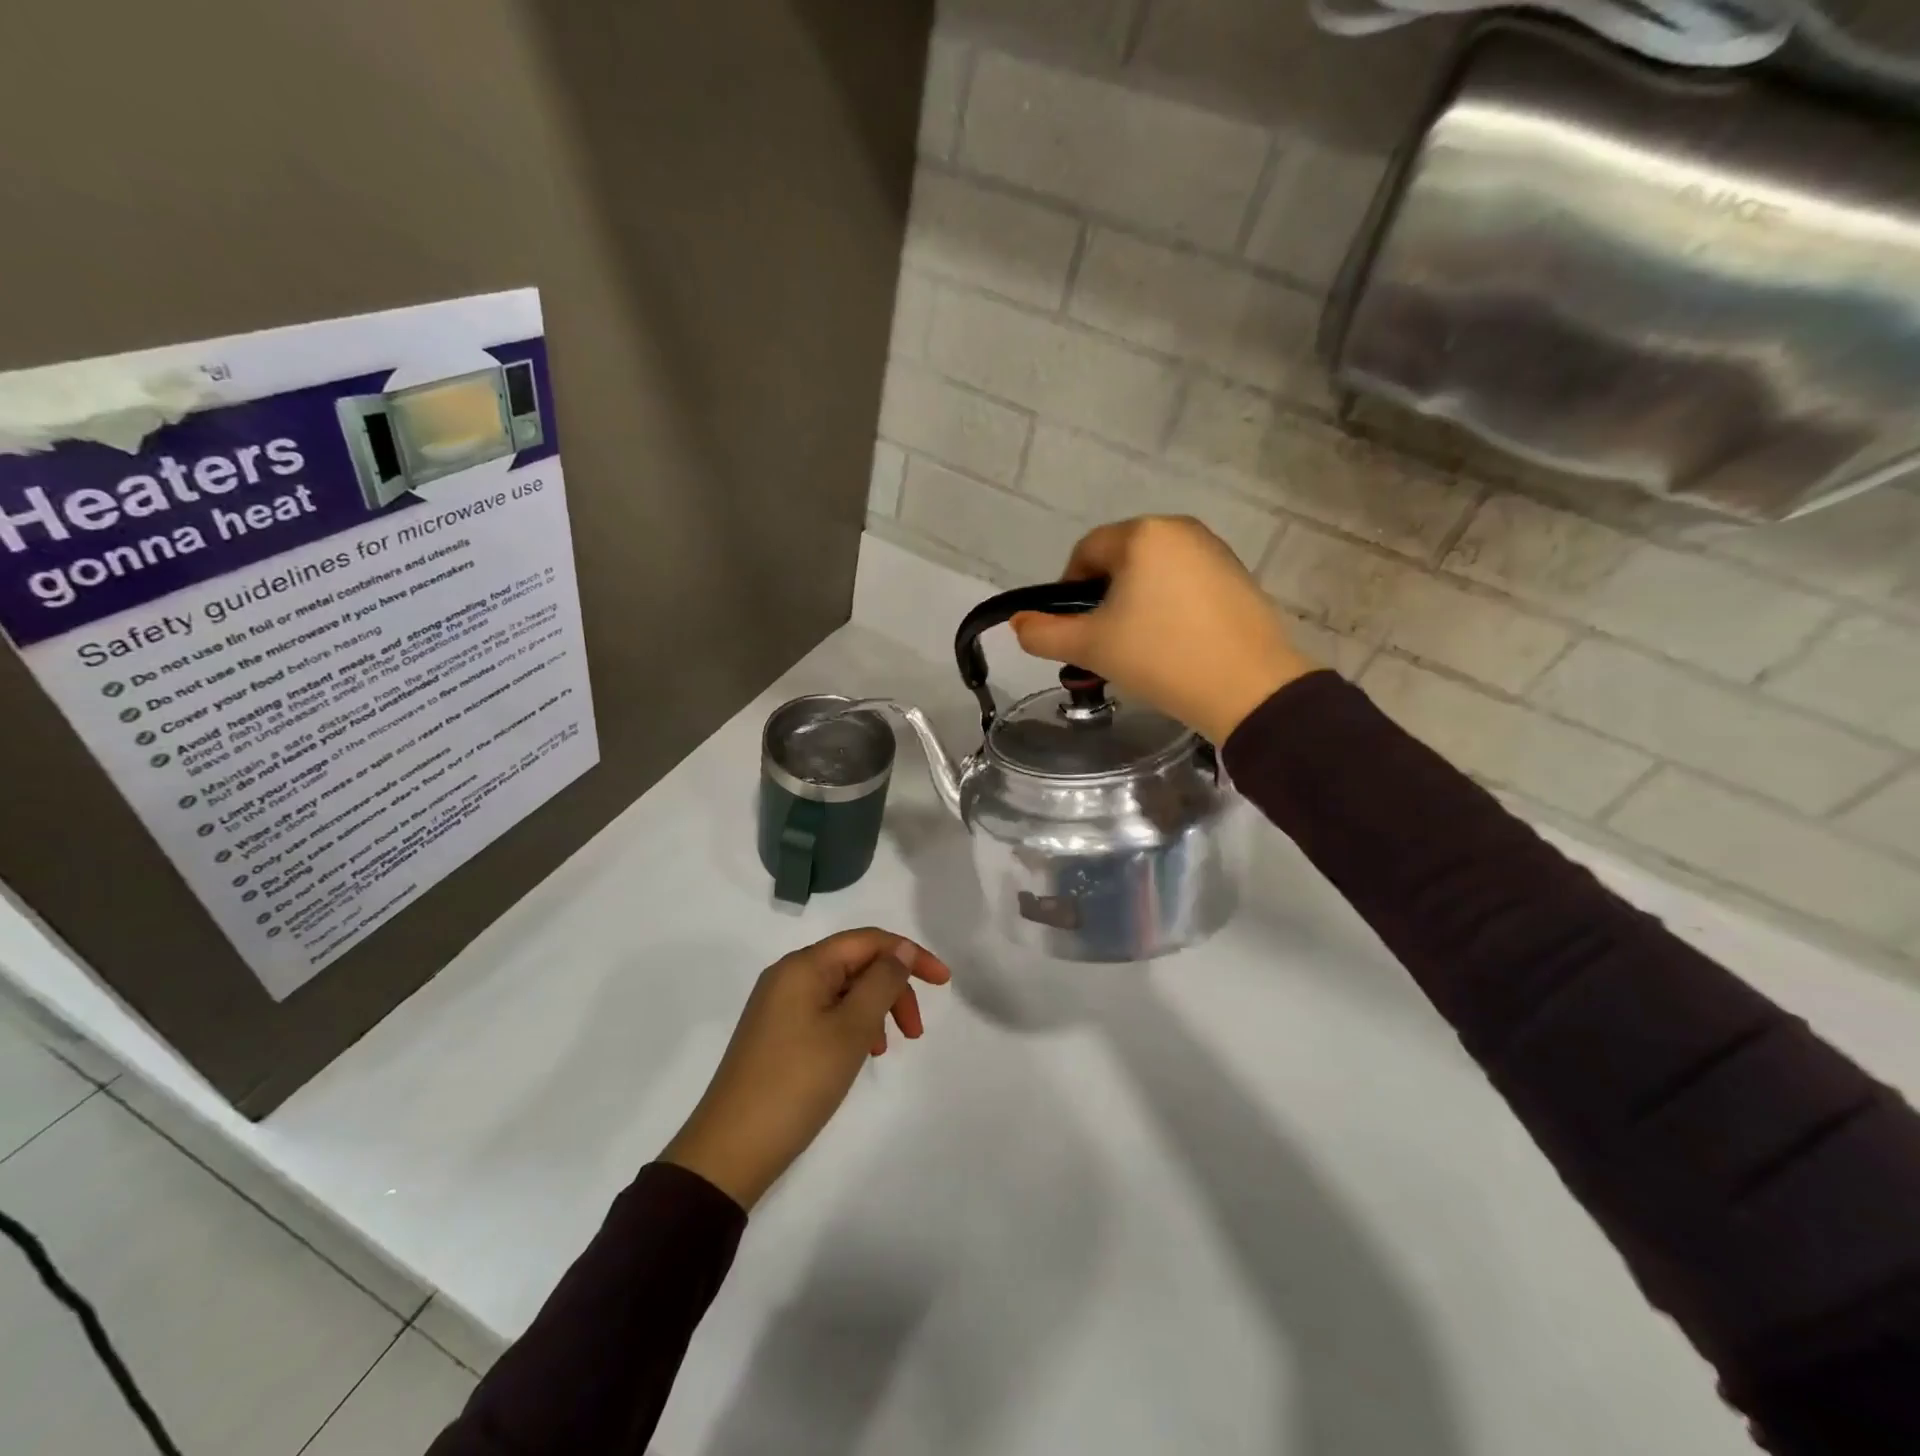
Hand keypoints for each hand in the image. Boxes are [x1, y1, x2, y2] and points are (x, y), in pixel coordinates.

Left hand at [660, 929, 950, 1209]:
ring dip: (875, 1009)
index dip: (910, 954)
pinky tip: (859, 1054)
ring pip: (843, 990)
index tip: (944, 982)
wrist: (731, 1151)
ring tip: (886, 1049)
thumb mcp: (851, 1029)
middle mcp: (789, 975)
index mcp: (804, 965)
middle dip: (893, 988)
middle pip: (856, 963)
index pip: (868, 940)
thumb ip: (882, 982)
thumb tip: (901, 949)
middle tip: (915, 1032)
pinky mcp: (776, 1032)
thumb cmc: (798, 1082)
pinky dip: (852, 1025)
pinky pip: (826, 1012)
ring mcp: (779, 1005)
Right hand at [1011, 516, 1315, 743]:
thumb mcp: (1090, 647)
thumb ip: (1043, 633)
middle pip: (1121, 559)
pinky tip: (1174, 643)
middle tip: (1105, 642)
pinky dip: (1169, 606)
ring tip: (1139, 647)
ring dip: (1136, 603)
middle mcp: (1180, 529)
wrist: (1248, 689)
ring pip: (1153, 572)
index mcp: (1142, 534)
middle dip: (1104, 597)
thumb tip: (1018, 623)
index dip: (1068, 591)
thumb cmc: (1160, 658)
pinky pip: (1185, 583)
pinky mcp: (1238, 576)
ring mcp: (1215, 551)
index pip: (1085, 552)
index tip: (1074, 630)